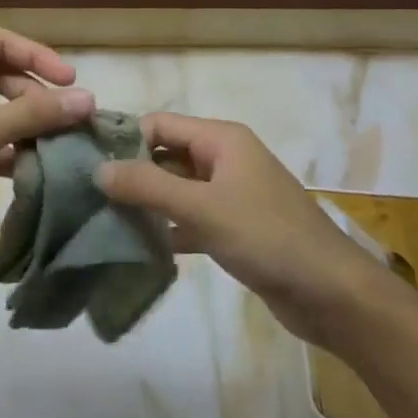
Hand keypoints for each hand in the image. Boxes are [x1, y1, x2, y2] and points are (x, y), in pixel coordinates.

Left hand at [0, 29, 93, 267]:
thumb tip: (89, 99)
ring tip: (58, 143)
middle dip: (33, 93)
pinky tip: (34, 167)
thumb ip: (36, 113)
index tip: (71, 82)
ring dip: (24, 124)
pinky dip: (8, 149)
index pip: (0, 41)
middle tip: (66, 117)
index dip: (38, 56)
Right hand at [96, 113, 386, 346]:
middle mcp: (224, 158)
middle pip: (166, 155)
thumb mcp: (202, 207)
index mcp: (221, 139)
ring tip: (102, 220)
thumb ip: (148, 186)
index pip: (159, 124)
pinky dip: (167, 228)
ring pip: (176, 189)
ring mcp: (230, 194)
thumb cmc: (267, 237)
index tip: (85, 164)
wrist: (332, 294)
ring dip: (146, 203)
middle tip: (87, 197)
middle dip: (130, 173)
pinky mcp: (234, 228)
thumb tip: (98, 169)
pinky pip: (190, 218)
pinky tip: (138, 247)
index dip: (124, 140)